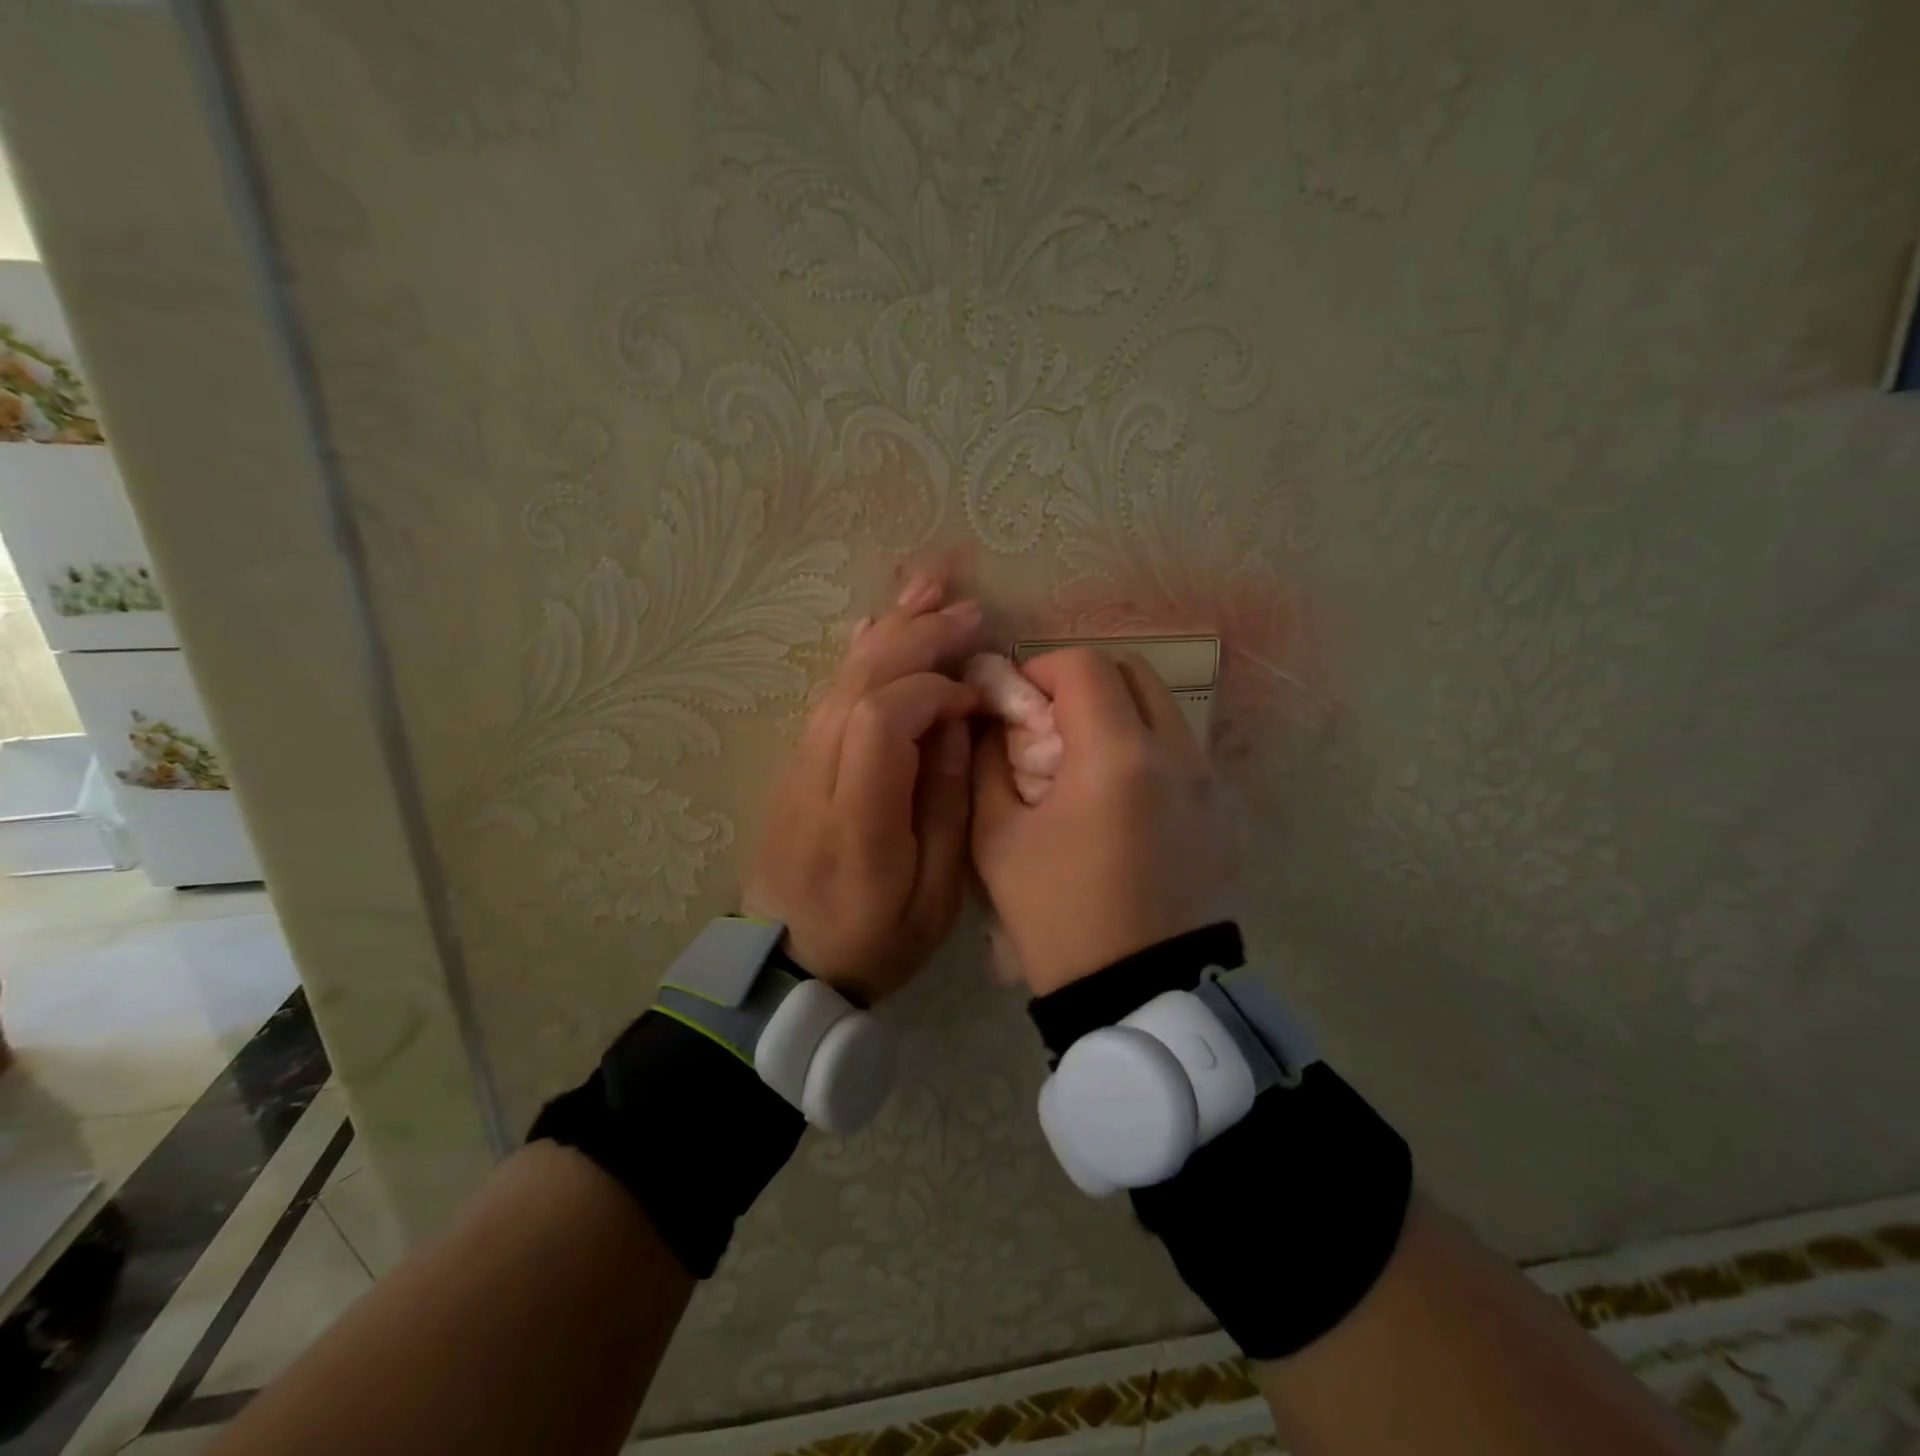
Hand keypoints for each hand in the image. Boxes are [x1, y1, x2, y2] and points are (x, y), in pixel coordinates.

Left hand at [744, 572, 981, 1003]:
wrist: (789, 966)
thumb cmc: (875, 940)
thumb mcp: (935, 895)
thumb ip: (946, 804)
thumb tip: (955, 723)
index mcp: (857, 819)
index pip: (882, 719)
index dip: (932, 690)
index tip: (974, 695)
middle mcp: (817, 778)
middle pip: (858, 684)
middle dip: (915, 637)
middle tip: (966, 608)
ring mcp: (798, 766)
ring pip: (840, 680)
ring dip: (888, 629)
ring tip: (928, 586)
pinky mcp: (796, 764)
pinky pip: (828, 695)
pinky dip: (860, 654)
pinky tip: (878, 624)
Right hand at [971, 649, 1240, 995]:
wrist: (1140, 995)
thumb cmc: (1058, 918)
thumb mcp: (998, 841)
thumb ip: (988, 765)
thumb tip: (994, 722)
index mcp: (1117, 757)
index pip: (1085, 666)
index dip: (1044, 668)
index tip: (1021, 701)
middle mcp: (1179, 755)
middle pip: (1135, 673)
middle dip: (1085, 682)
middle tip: (1053, 723)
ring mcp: (1215, 784)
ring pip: (1166, 711)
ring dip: (1121, 716)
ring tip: (1089, 764)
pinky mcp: (1231, 814)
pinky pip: (1187, 755)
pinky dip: (1151, 754)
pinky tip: (1127, 804)